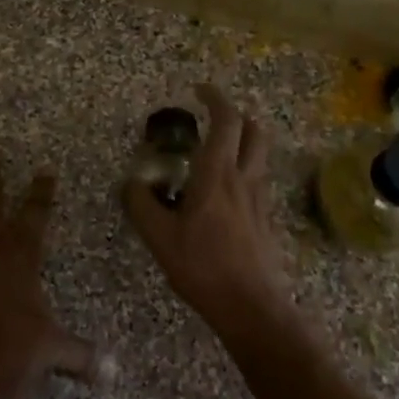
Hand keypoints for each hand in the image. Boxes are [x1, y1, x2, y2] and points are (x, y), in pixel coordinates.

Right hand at [124, 83, 294, 339]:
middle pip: (254, 130)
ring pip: (260, 154)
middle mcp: (244, 177)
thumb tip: (131, 183)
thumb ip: (142, 205)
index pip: (226, 120)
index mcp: (217, 173)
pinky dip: (245, 169)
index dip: (215, 98)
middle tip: (213, 117)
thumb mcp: (160, 238)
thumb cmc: (203, 267)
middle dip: (236, 115)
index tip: (199, 90)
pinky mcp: (267, 219)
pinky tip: (226, 191)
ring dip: (244, 140)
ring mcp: (260, 198)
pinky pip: (259, 179)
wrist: (252, 308)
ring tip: (218, 150)